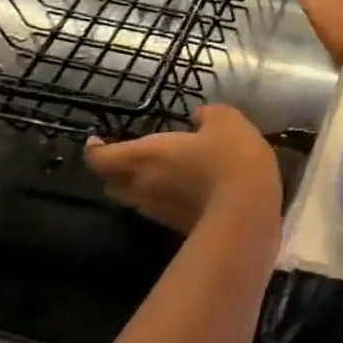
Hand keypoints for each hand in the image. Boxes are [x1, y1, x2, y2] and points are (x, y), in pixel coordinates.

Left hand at [85, 105, 280, 234]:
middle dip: (115, 171)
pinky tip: (187, 188)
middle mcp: (144, 186)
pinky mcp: (178, 228)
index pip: (103, 158)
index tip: (96, 141)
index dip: (95, 150)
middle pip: (112, 184)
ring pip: (135, 200)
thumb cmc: (230, 157)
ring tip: (159, 171)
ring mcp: (160, 212)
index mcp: (147, 156)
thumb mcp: (226, 121)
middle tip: (128, 157)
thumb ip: (209, 115)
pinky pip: (160, 210)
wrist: (248, 210)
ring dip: (139, 186)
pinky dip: (165, 198)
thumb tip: (199, 116)